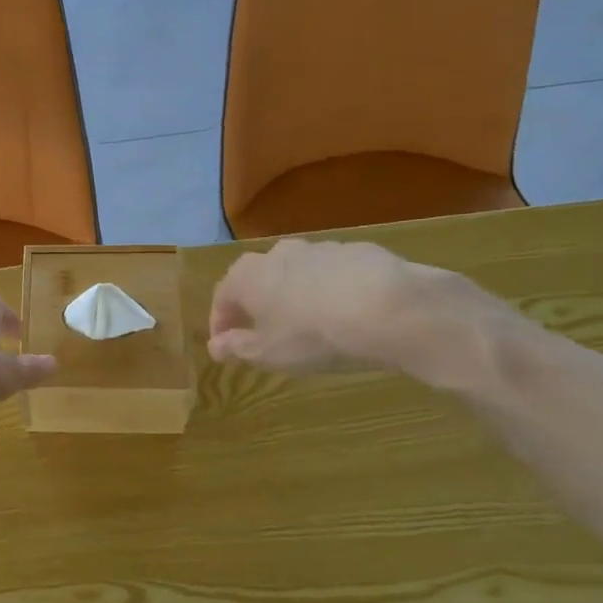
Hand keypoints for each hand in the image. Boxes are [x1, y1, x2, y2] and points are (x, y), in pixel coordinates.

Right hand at [207, 238, 487, 384]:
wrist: (388, 309)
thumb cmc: (313, 335)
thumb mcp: (269, 353)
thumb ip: (237, 347)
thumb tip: (215, 345)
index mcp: (247, 277)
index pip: (222, 296)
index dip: (221, 321)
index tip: (225, 343)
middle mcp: (277, 254)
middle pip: (258, 278)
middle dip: (257, 303)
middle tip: (265, 331)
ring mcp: (319, 248)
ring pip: (296, 272)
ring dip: (294, 294)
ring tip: (309, 323)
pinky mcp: (357, 251)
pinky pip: (333, 273)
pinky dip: (330, 290)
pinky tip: (345, 312)